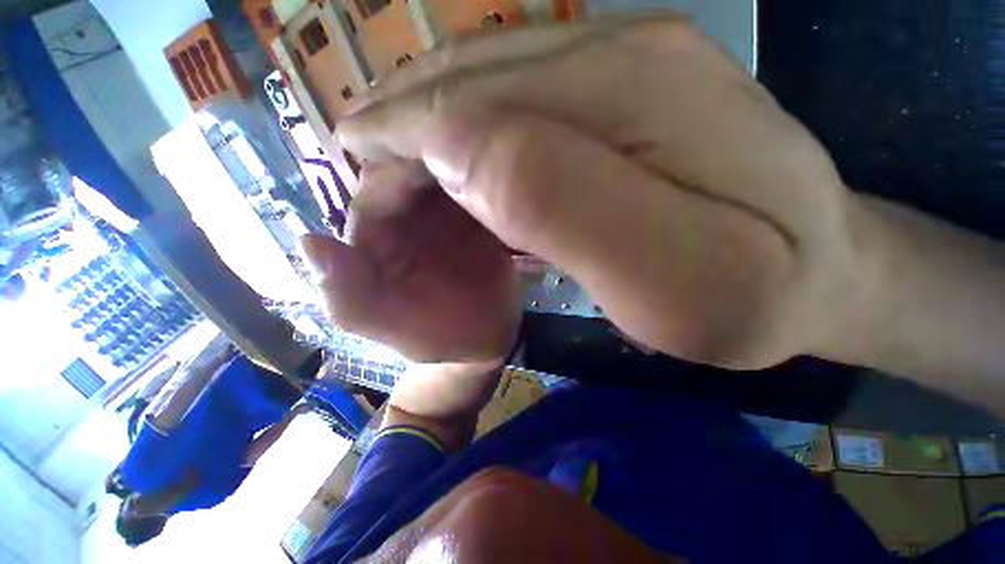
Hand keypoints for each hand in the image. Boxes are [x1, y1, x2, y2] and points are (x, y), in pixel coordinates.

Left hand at [301, 162, 519, 363]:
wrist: (483, 340)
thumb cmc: (436, 336)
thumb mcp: (388, 327)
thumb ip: (347, 297)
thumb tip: (309, 242)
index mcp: (374, 243)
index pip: (372, 195)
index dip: (393, 178)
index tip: (424, 163)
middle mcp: (402, 223)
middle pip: (405, 175)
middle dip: (426, 156)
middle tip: (458, 140)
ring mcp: (440, 218)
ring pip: (439, 175)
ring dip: (455, 158)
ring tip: (479, 144)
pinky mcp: (471, 220)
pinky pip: (470, 188)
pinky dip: (478, 174)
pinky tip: (494, 163)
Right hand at [336, 15, 868, 369]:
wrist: (826, 270)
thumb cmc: (756, 294)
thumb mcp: (665, 275)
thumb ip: (553, 202)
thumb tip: (455, 153)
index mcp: (625, 95)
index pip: (464, 108)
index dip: (396, 146)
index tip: (358, 185)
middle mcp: (615, 57)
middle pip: (464, 89)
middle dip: (399, 138)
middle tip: (364, 185)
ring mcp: (620, 73)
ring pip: (482, 94)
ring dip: (426, 139)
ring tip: (393, 180)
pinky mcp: (622, 104)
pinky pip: (515, 112)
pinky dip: (467, 143)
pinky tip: (459, 177)